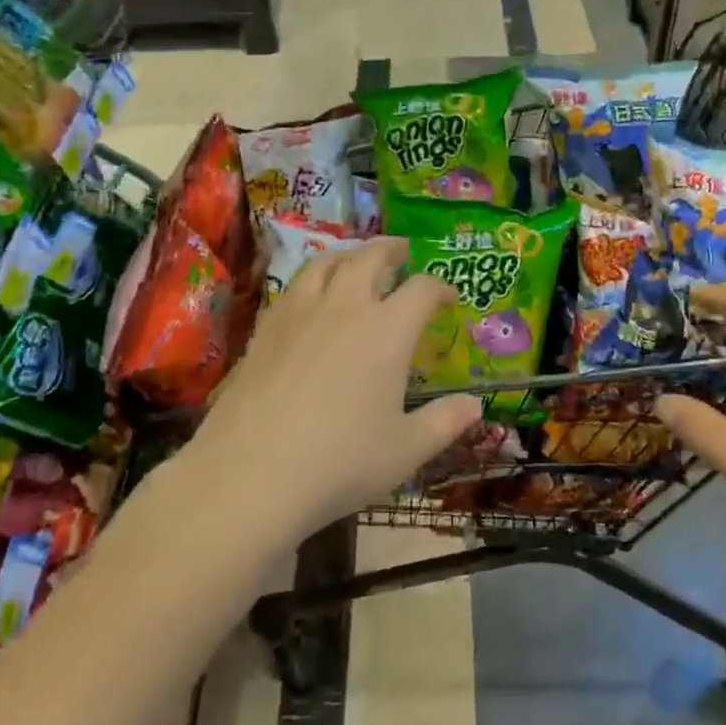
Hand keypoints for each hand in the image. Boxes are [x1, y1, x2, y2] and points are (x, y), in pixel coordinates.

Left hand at [185, 240, 481, 537]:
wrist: (250, 474)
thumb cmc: (340, 462)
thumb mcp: (405, 450)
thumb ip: (445, 422)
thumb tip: (475, 404)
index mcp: (387, 330)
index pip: (421, 289)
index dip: (440, 288)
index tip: (448, 297)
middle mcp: (345, 307)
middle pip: (370, 258)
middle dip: (392, 250)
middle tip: (402, 252)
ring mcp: (299, 312)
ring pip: (326, 262)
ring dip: (348, 254)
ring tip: (355, 260)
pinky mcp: (265, 328)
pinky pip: (294, 286)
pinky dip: (312, 279)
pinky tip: (311, 298)